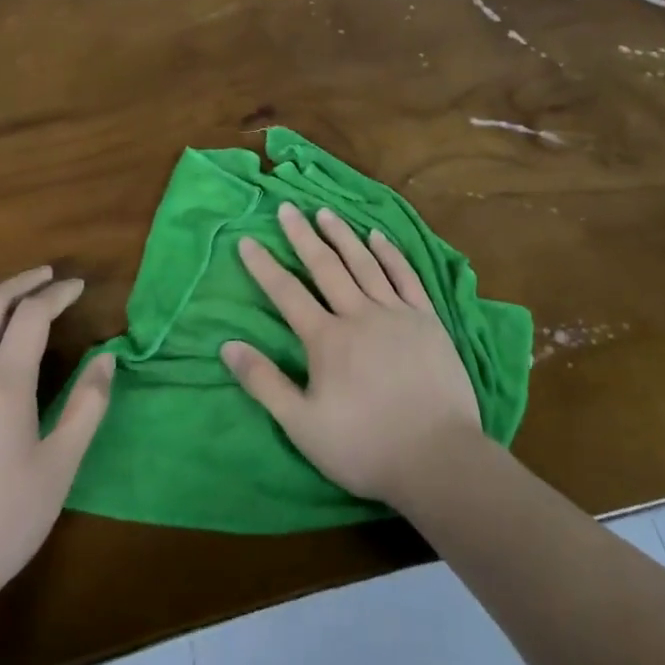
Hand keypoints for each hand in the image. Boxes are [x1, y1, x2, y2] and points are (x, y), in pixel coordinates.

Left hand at [0, 267, 113, 619]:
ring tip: (11, 302)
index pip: (31, 316)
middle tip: (46, 276)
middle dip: (20, 283)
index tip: (77, 286)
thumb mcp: (59, 468)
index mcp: (3, 386)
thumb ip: (87, 406)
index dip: (56, 293)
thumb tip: (107, 357)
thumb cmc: (1, 524)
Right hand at [222, 204, 483, 510]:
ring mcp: (396, 313)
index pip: (287, 293)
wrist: (438, 458)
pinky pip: (405, 276)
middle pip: (325, 267)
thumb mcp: (302, 425)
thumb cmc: (364, 446)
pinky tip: (378, 236)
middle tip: (287, 207)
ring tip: (325, 212)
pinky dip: (390, 254)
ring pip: (364, 263)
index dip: (264, 266)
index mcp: (327, 339)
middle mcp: (359, 314)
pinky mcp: (427, 319)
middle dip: (302, 236)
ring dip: (342, 235)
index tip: (246, 239)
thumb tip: (227, 345)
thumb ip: (264, 383)